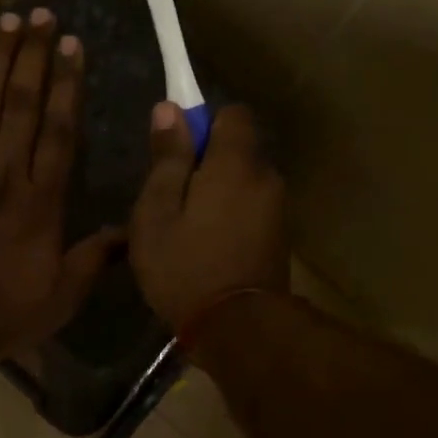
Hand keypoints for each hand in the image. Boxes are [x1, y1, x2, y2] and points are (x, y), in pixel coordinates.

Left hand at [0, 8, 121, 359]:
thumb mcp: (60, 299)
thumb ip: (93, 260)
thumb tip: (129, 232)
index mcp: (40, 202)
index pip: (60, 131)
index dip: (69, 85)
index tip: (74, 46)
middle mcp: (3, 174)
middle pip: (21, 104)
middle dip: (34, 56)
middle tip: (43, 15)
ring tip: (8, 20)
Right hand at [129, 102, 287, 328]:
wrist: (238, 329)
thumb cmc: (186, 267)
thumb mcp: (157, 213)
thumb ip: (166, 159)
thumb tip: (170, 108)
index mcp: (236, 164)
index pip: (232, 114)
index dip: (203, 124)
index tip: (178, 154)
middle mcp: (266, 177)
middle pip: (238, 151)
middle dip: (207, 164)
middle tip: (172, 200)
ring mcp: (278, 209)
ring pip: (243, 183)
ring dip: (219, 194)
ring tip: (187, 230)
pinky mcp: (280, 237)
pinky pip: (251, 208)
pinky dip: (231, 216)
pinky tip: (209, 248)